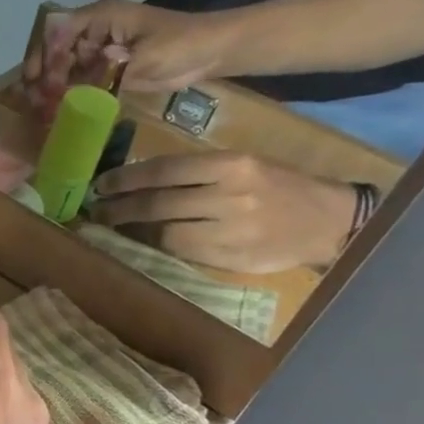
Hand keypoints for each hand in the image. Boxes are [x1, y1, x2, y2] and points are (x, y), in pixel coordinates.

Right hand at [21, 0, 244, 117]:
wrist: (209, 53)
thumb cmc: (181, 44)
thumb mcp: (146, 56)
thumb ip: (110, 69)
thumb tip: (77, 80)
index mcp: (100, 17)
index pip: (58, 29)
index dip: (42, 53)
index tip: (36, 80)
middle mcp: (93, 32)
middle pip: (54, 50)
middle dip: (41, 75)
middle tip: (34, 102)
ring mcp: (97, 52)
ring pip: (62, 68)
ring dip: (50, 89)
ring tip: (41, 112)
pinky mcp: (105, 70)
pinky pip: (78, 82)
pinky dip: (66, 97)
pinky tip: (56, 114)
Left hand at [89, 152, 354, 272]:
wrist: (328, 221)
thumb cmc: (280, 187)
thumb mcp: (243, 166)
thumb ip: (197, 172)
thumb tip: (140, 182)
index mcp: (232, 165)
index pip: (165, 170)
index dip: (126, 180)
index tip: (101, 186)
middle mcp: (230, 195)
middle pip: (158, 203)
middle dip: (120, 208)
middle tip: (96, 210)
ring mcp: (231, 230)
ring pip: (166, 233)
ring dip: (133, 231)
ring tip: (112, 228)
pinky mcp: (231, 258)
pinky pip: (182, 254)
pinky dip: (157, 249)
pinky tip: (142, 244)